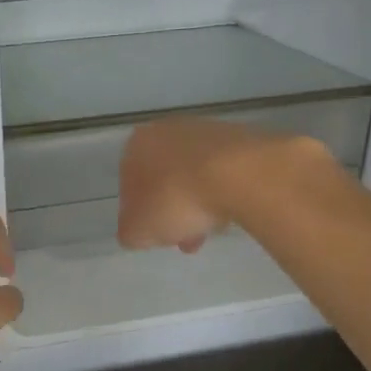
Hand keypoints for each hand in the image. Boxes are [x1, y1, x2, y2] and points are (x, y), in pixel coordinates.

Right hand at [118, 119, 338, 253]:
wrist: (240, 174)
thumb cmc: (176, 200)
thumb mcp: (137, 231)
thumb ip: (129, 232)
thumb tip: (136, 231)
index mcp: (137, 145)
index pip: (130, 184)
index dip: (142, 215)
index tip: (158, 236)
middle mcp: (168, 131)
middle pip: (165, 179)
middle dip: (175, 212)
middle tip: (187, 240)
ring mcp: (207, 131)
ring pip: (195, 176)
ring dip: (200, 204)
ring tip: (214, 231)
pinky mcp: (240, 138)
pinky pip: (224, 172)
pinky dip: (224, 192)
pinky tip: (233, 213)